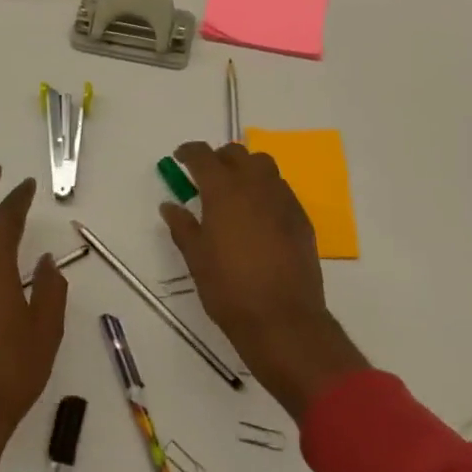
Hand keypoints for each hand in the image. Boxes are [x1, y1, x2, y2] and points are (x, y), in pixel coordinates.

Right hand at [159, 141, 366, 420]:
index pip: (203, 155)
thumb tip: (170, 205)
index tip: (180, 159)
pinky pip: (281, 189)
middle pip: (237, 153)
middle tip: (206, 177)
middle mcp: (255, 185)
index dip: (189, 152)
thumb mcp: (196, 258)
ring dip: (246, 169)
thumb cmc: (229, 289)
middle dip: (219, 158)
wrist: (283, 319)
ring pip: (264, 166)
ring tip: (235, 192)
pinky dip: (265, 190)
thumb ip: (182, 226)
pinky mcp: (301, 217)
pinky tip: (259, 215)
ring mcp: (282, 199)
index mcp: (224, 191)